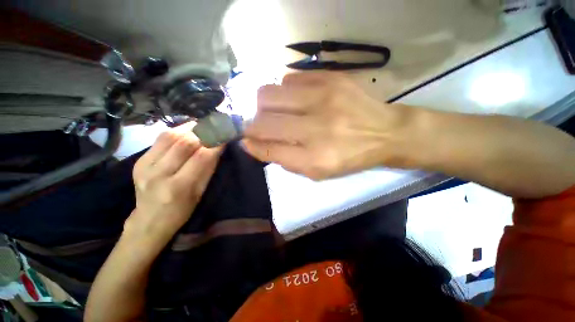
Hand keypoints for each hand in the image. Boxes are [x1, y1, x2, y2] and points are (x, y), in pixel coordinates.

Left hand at [127, 128, 221, 241]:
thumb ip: (208, 168)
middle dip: (203, 131)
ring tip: (203, 125)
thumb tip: (218, 146)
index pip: (201, 157)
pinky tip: (187, 131)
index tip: (226, 133)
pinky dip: (177, 131)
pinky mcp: (139, 160)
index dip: (216, 142)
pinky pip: (160, 139)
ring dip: (190, 128)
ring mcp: (144, 165)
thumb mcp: (200, 193)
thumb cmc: (182, 210)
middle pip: (184, 143)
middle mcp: (158, 174)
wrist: (149, 220)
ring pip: (170, 136)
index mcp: (179, 187)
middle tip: (216, 126)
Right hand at [243, 72, 407, 179]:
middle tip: (258, 126)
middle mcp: (317, 127)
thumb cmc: (349, 157)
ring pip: (268, 93)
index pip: (268, 148)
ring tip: (276, 112)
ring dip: (264, 106)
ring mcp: (324, 97)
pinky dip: (284, 91)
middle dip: (252, 124)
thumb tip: (255, 144)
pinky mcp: (331, 78)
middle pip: (263, 119)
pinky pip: (289, 78)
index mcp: (315, 157)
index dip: (251, 144)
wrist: (386, 133)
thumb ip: (284, 159)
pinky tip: (295, 100)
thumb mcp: (317, 171)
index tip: (246, 141)